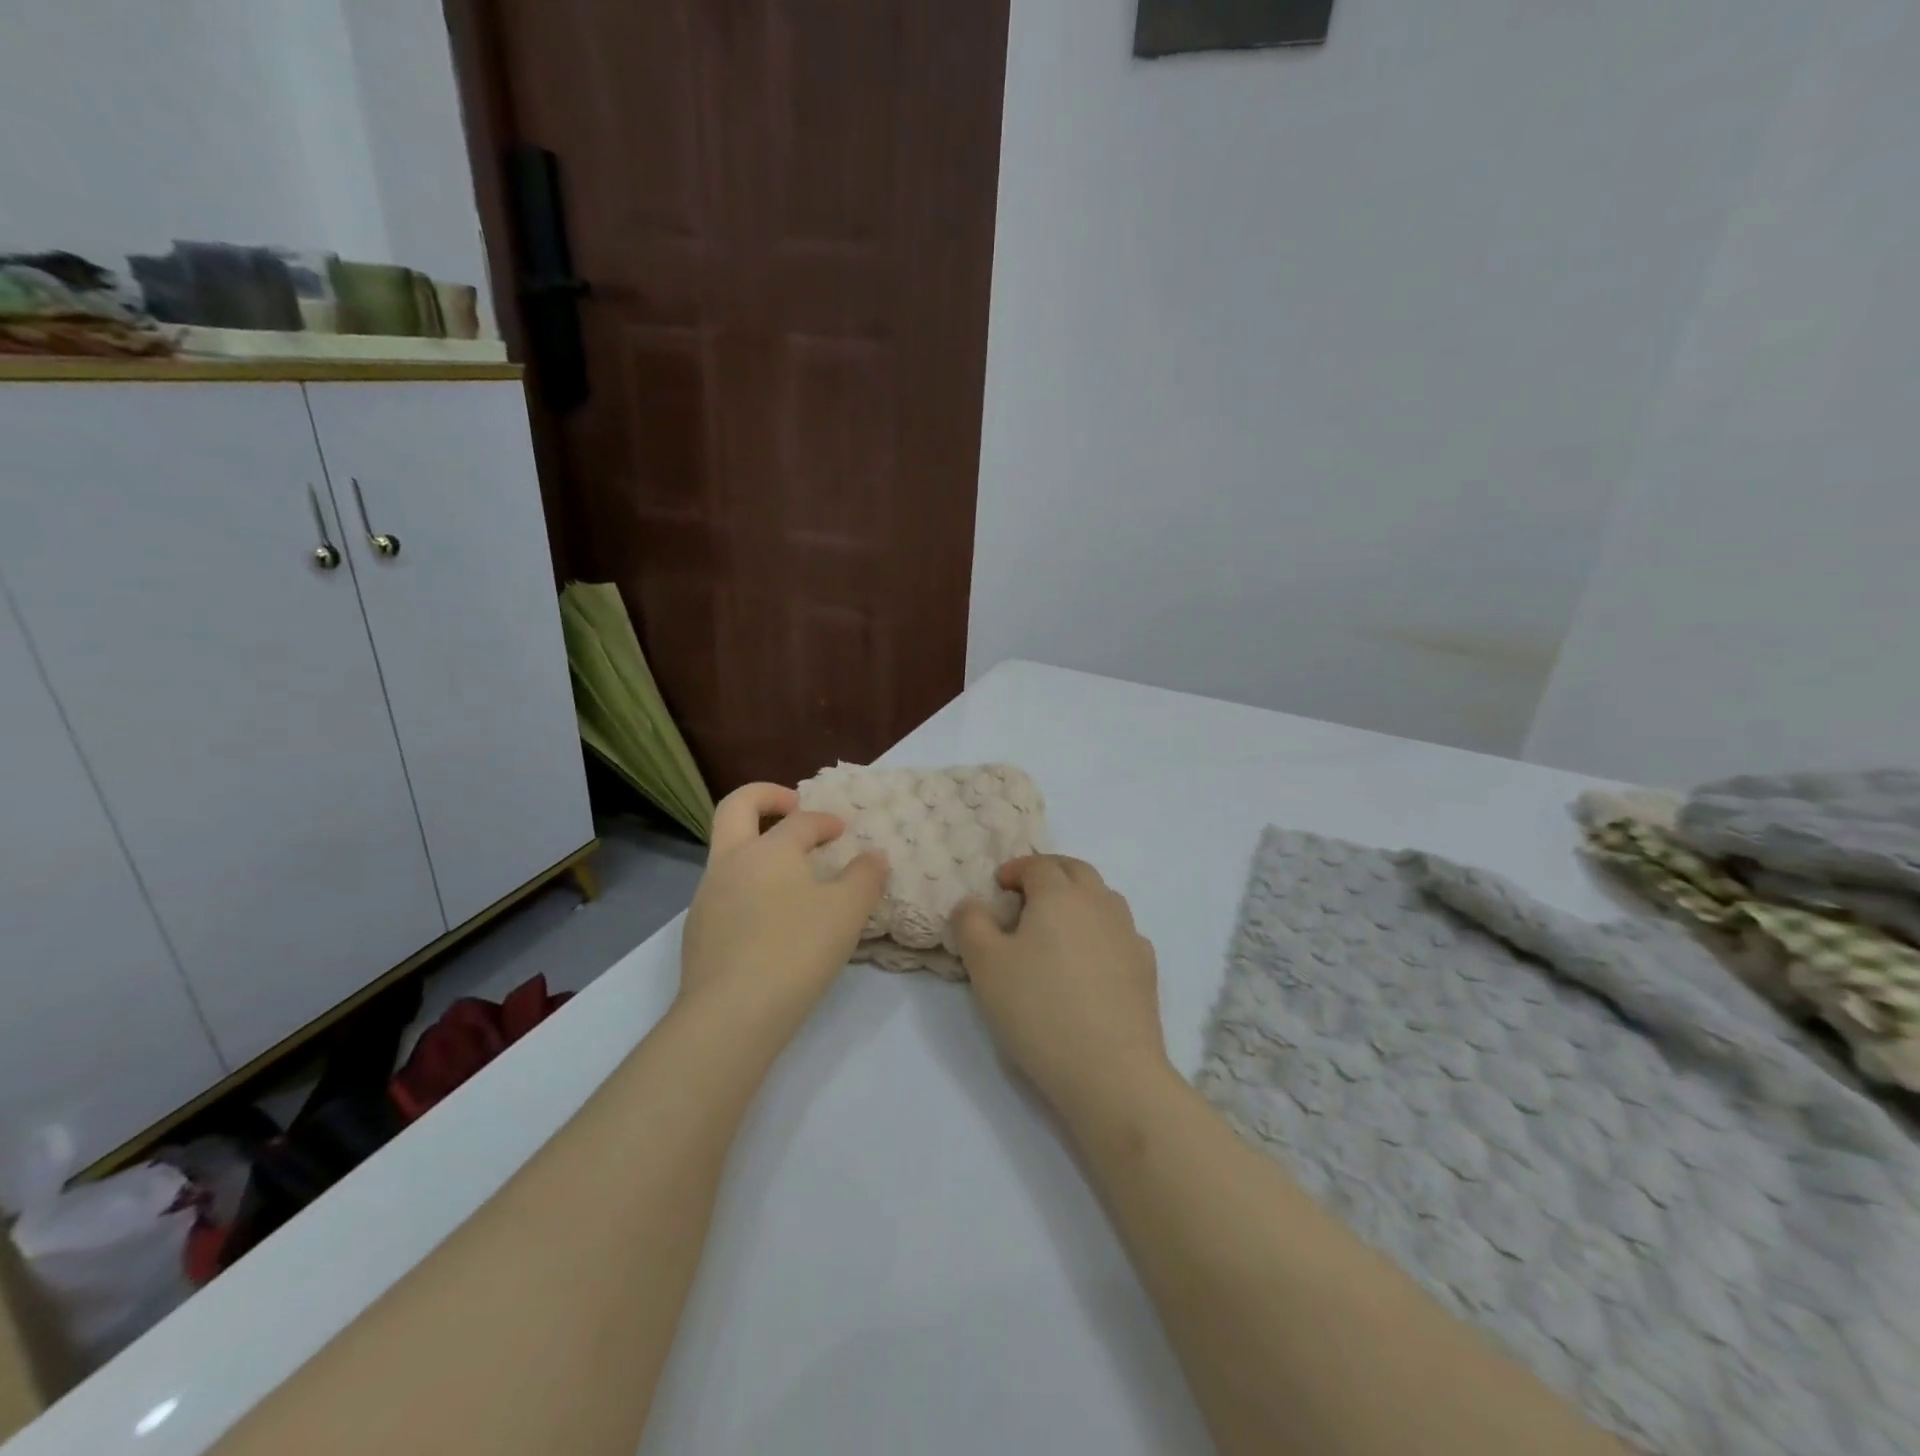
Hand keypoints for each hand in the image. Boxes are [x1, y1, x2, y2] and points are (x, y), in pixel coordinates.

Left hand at [677, 783, 888, 1040]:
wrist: (730, 1015)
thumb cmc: (795, 951)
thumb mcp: (847, 912)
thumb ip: (865, 877)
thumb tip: (873, 856)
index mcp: (768, 849)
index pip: (800, 821)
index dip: (825, 821)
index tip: (844, 831)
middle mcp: (731, 862)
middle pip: (736, 807)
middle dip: (766, 797)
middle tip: (793, 807)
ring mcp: (707, 896)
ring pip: (727, 851)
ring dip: (757, 846)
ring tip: (791, 873)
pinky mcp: (697, 930)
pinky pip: (724, 890)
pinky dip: (749, 884)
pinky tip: (770, 917)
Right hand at [951, 856, 1175, 1120]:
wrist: (1110, 1070)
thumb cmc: (1038, 1009)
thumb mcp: (984, 965)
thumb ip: (971, 924)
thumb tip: (972, 903)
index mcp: (1059, 895)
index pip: (1037, 865)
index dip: (1015, 870)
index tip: (998, 887)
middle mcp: (1098, 903)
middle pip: (1076, 870)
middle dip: (1050, 873)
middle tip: (1027, 894)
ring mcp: (1128, 934)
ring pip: (1103, 898)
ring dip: (1079, 898)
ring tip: (1058, 926)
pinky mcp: (1146, 967)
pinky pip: (1121, 932)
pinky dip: (1102, 931)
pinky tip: (1090, 959)